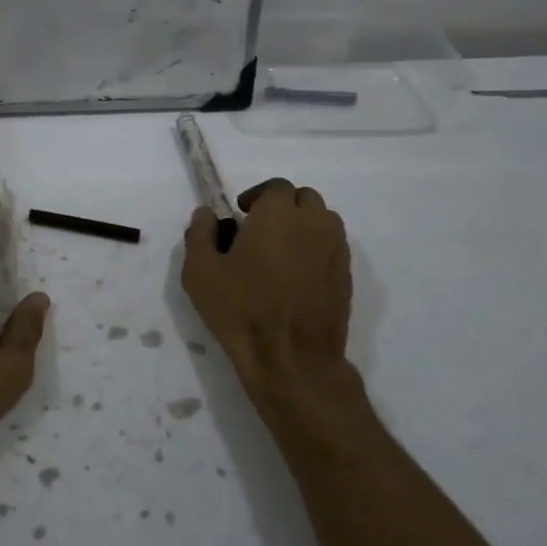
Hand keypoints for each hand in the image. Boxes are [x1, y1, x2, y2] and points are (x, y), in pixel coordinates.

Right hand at [182, 179, 368, 437]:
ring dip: (303, 226)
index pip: (275, 187)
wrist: (291, 358)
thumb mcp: (200, 272)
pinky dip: (316, 250)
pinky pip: (332, 247)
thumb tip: (207, 214)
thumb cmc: (241, 309)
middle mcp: (313, 223)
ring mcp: (335, 249)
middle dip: (283, 208)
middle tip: (260, 231)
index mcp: (278, 214)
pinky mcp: (346, 275)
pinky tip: (296, 276)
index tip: (241, 215)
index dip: (257, 197)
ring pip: (323, 221)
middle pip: (303, 199)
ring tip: (280, 252)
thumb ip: (200, 234)